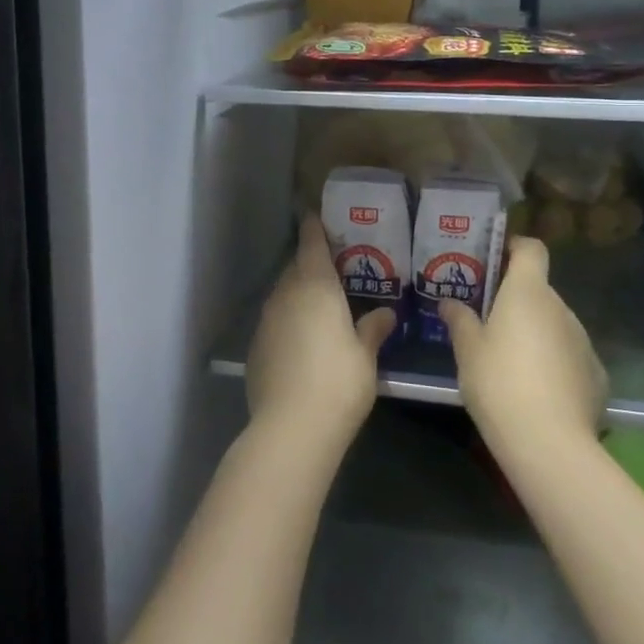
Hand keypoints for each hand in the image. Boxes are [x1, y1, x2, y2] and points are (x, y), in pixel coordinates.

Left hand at [247, 216, 395, 451]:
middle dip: (310, 263)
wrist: (291, 427)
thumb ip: (373, 329)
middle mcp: (286, 293)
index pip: (311, 243)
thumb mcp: (365, 355)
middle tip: (332, 268)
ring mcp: (266, 319)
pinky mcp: (256, 346)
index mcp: (315, 285)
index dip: (314, 227)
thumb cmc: (338, 382)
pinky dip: (288, 320)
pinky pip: (275, 320)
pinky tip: (301, 340)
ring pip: (283, 293)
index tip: (316, 216)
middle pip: (296, 267)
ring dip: (298, 292)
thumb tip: (387, 313)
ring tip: (319, 304)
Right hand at [438, 236, 606, 462]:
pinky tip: (537, 392)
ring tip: (510, 363)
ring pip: (554, 325)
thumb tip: (449, 303)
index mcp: (528, 292)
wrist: (549, 443)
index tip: (494, 260)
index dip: (514, 248)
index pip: (531, 249)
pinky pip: (570, 356)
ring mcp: (583, 341)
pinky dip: (554, 364)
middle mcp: (561, 307)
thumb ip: (459, 320)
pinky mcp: (596, 375)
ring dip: (535, 334)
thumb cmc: (499, 382)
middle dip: (517, 301)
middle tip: (488, 322)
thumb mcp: (467, 350)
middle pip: (539, 291)